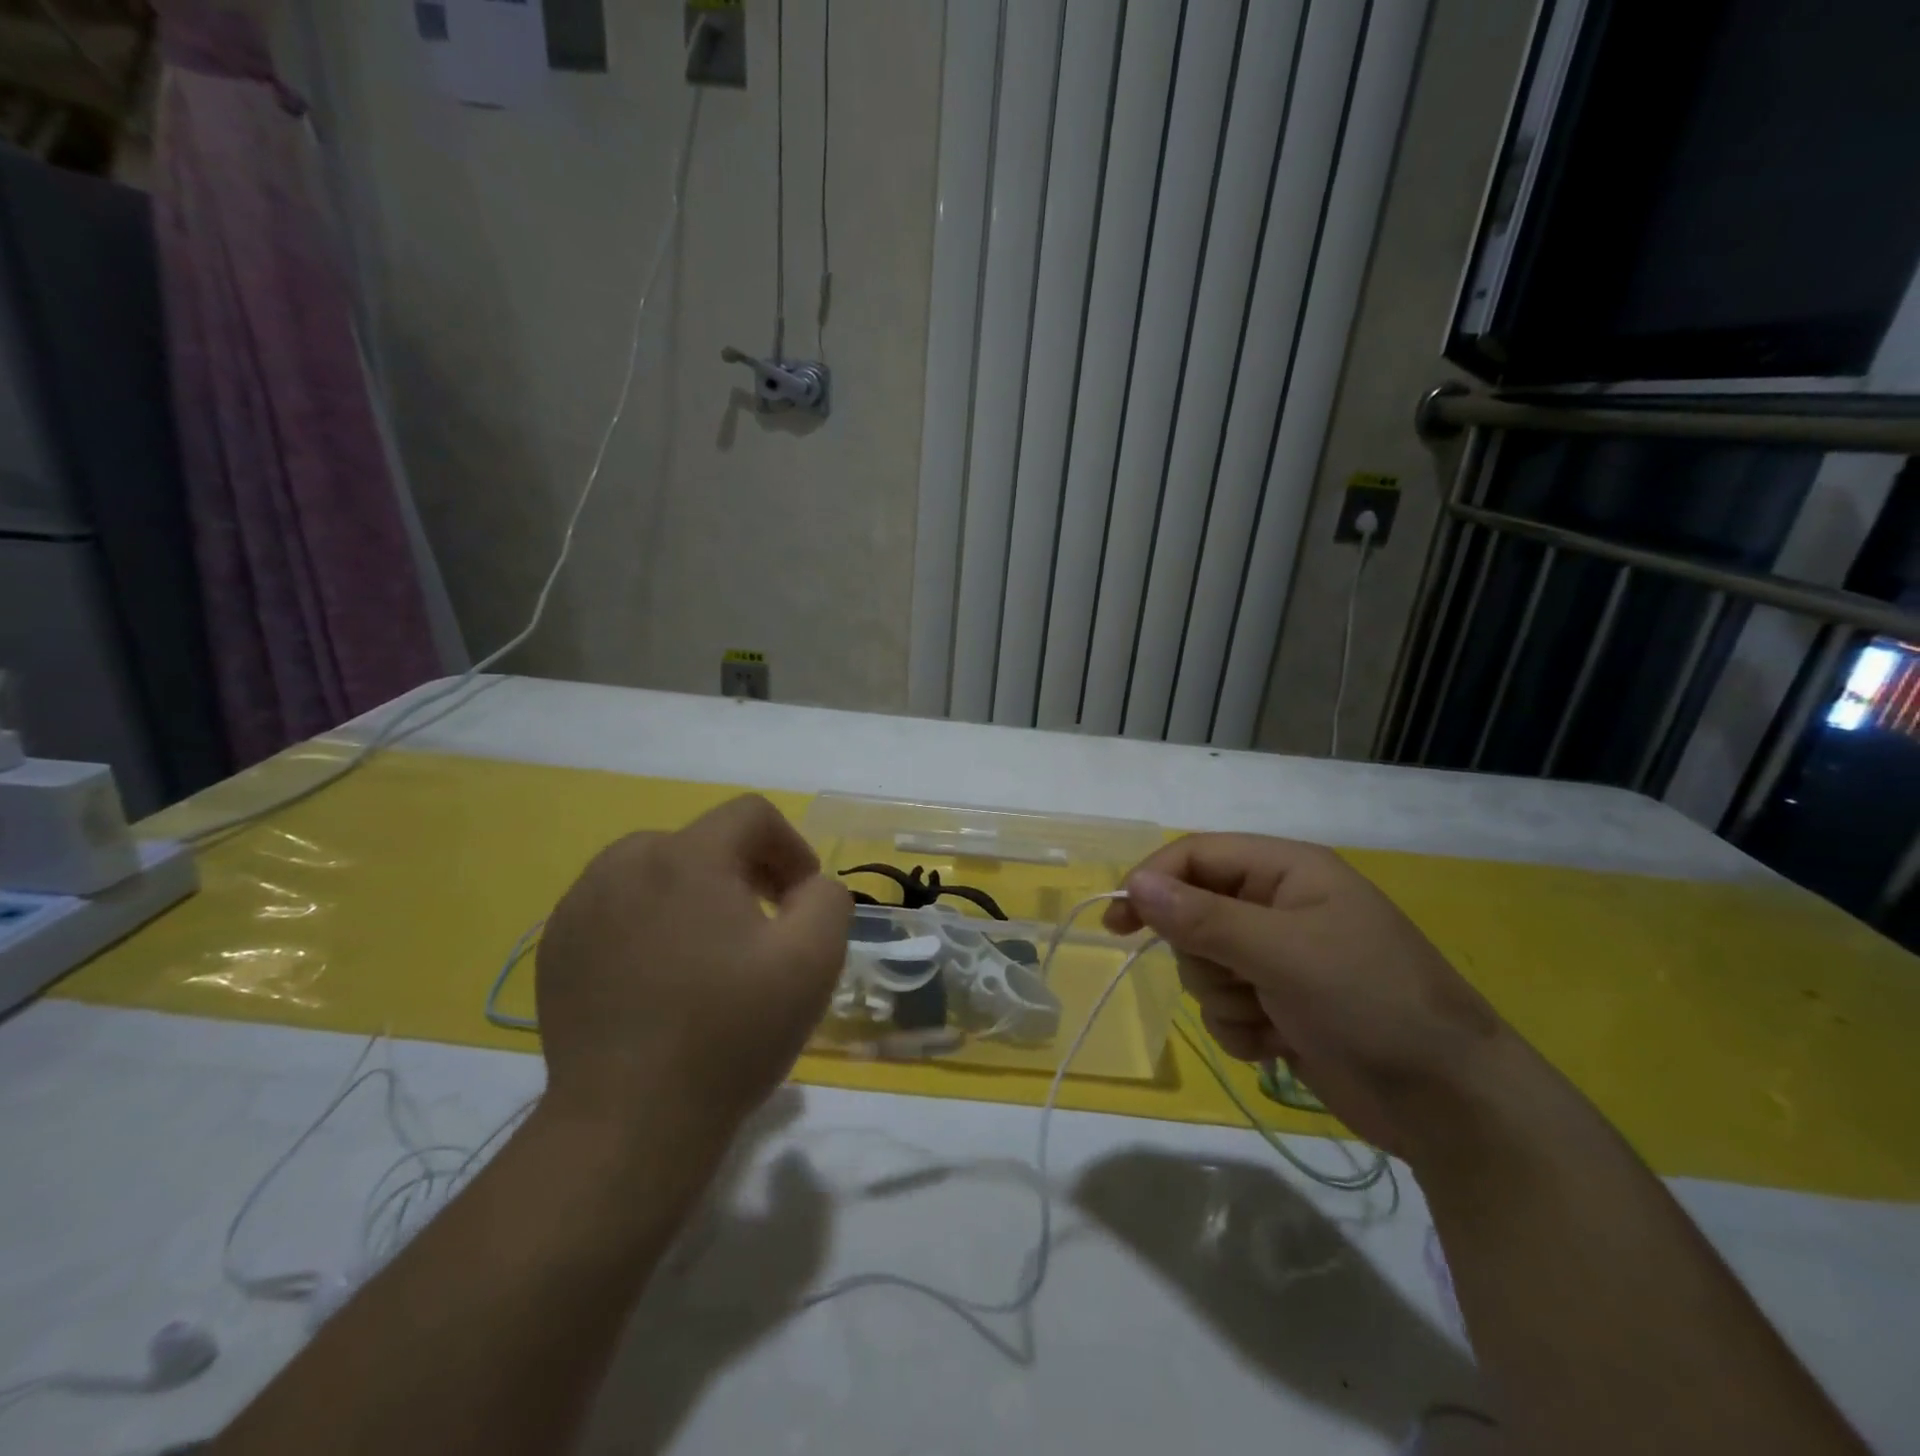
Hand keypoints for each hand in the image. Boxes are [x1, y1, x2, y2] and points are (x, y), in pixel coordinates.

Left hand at [535, 795, 852, 1141]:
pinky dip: (651, 920)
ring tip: (710, 951)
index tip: (800, 899)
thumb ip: (829, 897)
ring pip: (657, 869)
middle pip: (703, 839)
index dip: (791, 847)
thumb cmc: (730, 1033)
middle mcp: (625, 863)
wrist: (629, 1124)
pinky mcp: (556, 945)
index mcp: (687, 856)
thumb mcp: (814, 959)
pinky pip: (618, 905)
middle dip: (745, 871)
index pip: (751, 814)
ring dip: (696, 893)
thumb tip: (807, 886)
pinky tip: (661, 976)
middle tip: (763, 927)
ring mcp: (581, 904)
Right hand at [1104, 834, 1506, 1156]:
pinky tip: (1280, 1045)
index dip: (1153, 882)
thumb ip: (1203, 918)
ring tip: (1273, 1018)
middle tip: (1241, 980)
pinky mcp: (1280, 1007)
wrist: (1451, 1106)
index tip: (1118, 922)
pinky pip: (1224, 1009)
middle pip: (1193, 915)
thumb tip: (1134, 885)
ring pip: (1204, 967)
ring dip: (1226, 1000)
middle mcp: (1279, 907)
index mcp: (1287, 871)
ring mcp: (1280, 960)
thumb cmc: (1371, 1003)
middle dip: (1204, 957)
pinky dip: (1242, 1031)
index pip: (1196, 856)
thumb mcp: (1283, 952)